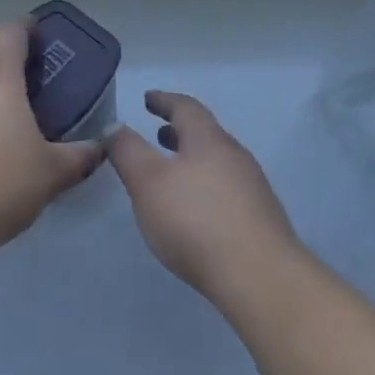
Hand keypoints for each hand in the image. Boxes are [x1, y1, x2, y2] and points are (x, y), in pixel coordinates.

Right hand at [107, 90, 297, 298]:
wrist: (259, 277)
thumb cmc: (196, 220)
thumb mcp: (147, 181)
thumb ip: (127, 151)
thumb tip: (115, 125)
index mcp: (209, 140)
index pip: (186, 107)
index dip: (164, 100)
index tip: (148, 98)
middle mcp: (235, 156)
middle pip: (205, 134)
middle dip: (179, 132)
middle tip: (158, 134)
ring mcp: (252, 188)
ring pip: (217, 162)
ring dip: (192, 159)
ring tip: (172, 173)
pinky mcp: (259, 219)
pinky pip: (226, 188)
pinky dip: (205, 185)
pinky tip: (195, 210)